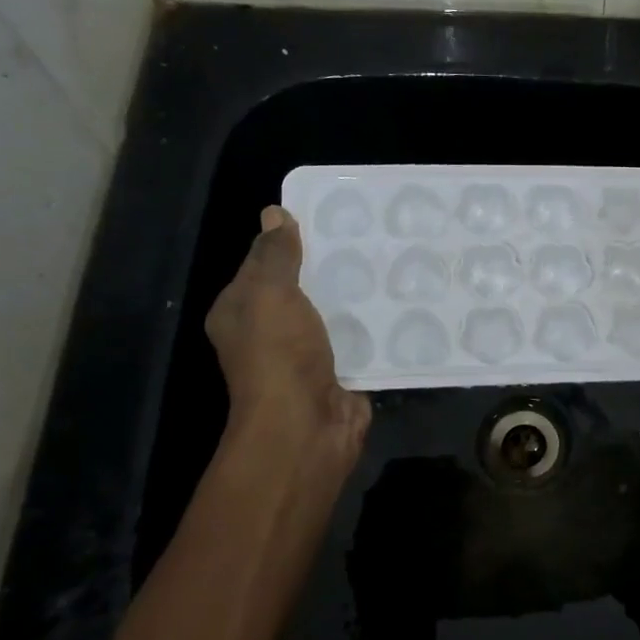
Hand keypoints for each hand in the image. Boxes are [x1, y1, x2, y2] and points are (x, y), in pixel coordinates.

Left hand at [204, 205, 370, 471]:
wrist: (307, 425)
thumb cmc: (279, 355)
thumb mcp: (269, 294)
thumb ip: (274, 255)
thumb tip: (274, 213)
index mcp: (239, 311)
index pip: (261, 264)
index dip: (288, 240)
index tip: (327, 216)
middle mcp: (269, 332)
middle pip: (300, 288)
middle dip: (329, 266)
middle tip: (368, 235)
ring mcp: (305, 355)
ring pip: (332, 314)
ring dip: (356, 296)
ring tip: (391, 262)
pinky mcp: (339, 372)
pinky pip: (358, 340)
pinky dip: (375, 327)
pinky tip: (400, 303)